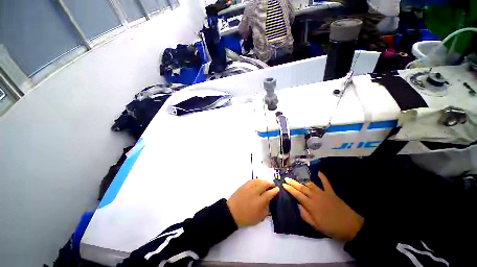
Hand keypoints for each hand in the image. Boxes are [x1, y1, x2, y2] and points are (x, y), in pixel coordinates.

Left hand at [227, 179, 279, 226]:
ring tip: (266, 183)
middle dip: (270, 183)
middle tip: (273, 185)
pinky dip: (257, 180)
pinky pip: (252, 180)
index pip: (270, 193)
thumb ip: (266, 209)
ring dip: (264, 180)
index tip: (277, 189)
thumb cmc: (246, 217)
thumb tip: (270, 201)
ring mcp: (249, 187)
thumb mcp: (259, 217)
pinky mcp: (244, 185)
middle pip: (265, 184)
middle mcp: (255, 192)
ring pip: (259, 180)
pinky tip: (258, 182)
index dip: (275, 190)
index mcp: (260, 202)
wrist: (232, 212)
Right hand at [283, 172, 363, 241]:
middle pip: (302, 188)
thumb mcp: (316, 226)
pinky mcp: (331, 192)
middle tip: (287, 178)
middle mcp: (315, 196)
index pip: (297, 195)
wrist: (351, 226)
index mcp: (311, 205)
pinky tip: (318, 172)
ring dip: (303, 181)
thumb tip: (298, 204)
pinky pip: (326, 183)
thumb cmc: (332, 228)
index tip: (283, 184)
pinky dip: (322, 177)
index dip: (290, 189)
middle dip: (293, 183)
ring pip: (310, 184)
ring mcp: (324, 193)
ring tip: (297, 179)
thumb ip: (305, 215)